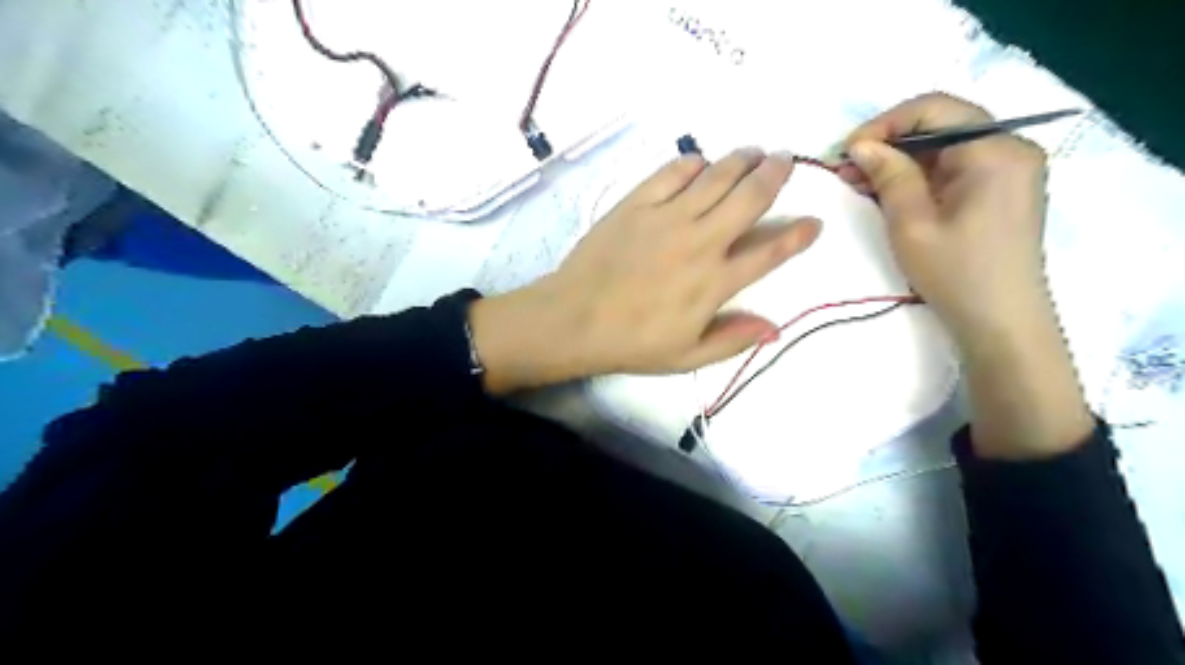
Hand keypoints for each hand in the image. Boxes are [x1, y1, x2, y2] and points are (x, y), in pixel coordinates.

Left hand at [468, 147, 821, 391]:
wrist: (574, 319)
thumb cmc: (631, 342)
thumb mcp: (687, 356)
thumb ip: (733, 340)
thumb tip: (775, 327)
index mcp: (715, 282)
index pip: (769, 252)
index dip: (797, 236)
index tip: (814, 222)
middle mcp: (699, 241)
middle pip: (749, 198)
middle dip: (775, 174)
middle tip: (784, 160)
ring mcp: (667, 217)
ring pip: (716, 176)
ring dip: (741, 160)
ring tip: (753, 153)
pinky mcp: (637, 203)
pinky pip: (672, 172)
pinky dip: (693, 163)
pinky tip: (701, 162)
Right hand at [837, 94, 1050, 342]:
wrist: (999, 322)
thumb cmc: (956, 273)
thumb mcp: (912, 223)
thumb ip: (889, 176)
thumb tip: (861, 145)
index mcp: (996, 151)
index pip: (936, 109)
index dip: (886, 123)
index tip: (848, 150)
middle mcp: (1009, 149)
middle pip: (941, 125)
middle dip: (889, 143)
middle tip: (847, 168)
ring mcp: (1007, 170)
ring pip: (943, 148)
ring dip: (899, 161)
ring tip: (858, 182)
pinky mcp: (999, 190)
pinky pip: (952, 169)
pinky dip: (917, 177)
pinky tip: (886, 192)